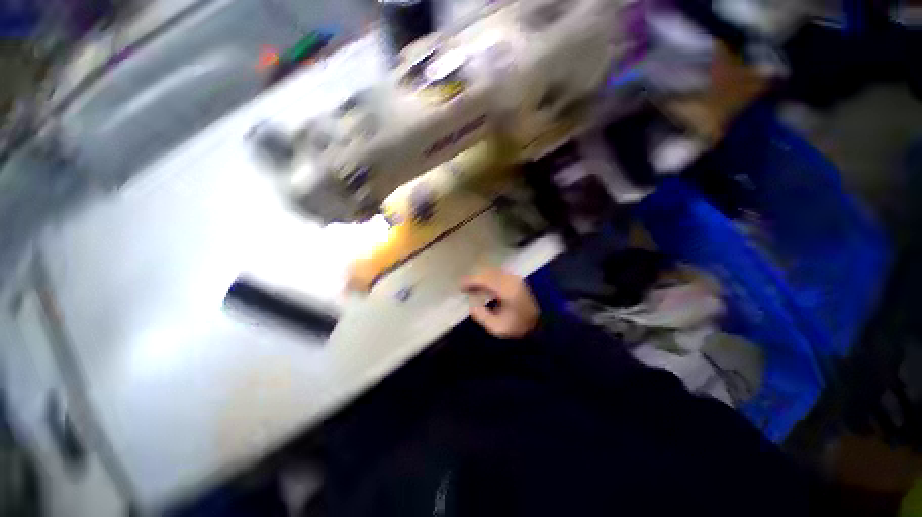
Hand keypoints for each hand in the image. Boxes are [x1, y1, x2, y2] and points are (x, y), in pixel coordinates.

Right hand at [461, 267, 539, 338]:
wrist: (542, 325)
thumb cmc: (519, 327)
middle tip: (464, 288)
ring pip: (493, 271)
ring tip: (472, 288)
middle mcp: (511, 280)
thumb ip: (482, 316)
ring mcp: (515, 278)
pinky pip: (498, 274)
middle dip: (474, 278)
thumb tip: (472, 305)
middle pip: (488, 272)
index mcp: (507, 290)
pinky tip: (484, 287)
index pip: (485, 279)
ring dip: (481, 277)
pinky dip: (488, 278)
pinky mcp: (517, 280)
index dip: (470, 281)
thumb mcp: (498, 328)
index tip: (460, 287)